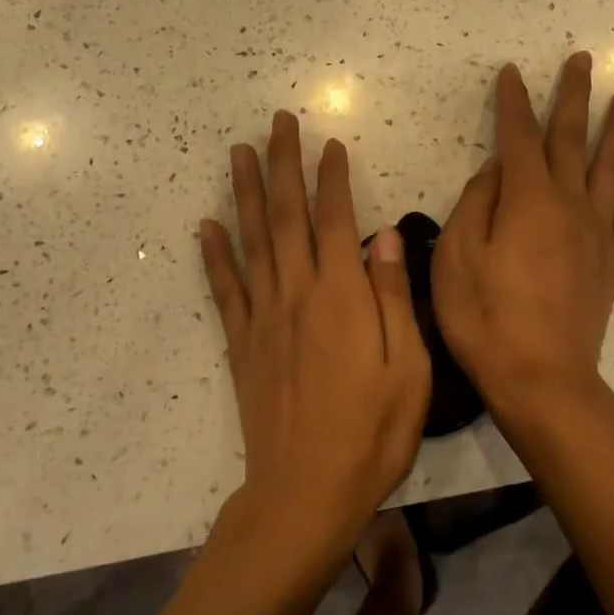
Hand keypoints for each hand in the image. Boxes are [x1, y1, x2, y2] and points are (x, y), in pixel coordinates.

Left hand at [200, 112, 431, 555]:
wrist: (305, 492)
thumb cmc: (371, 432)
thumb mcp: (408, 367)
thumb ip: (393, 295)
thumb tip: (383, 234)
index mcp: (342, 295)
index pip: (334, 219)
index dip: (331, 177)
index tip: (329, 143)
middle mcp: (297, 293)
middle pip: (286, 215)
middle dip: (283, 164)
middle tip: (277, 122)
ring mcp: (263, 316)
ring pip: (252, 240)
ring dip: (245, 191)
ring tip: (239, 151)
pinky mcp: (242, 343)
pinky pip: (225, 288)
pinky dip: (213, 254)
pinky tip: (206, 224)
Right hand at [432, 53, 613, 422]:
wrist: (541, 379)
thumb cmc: (485, 318)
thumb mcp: (456, 256)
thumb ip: (476, 204)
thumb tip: (496, 170)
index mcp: (526, 198)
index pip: (518, 136)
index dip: (514, 102)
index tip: (512, 72)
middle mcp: (567, 203)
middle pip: (572, 139)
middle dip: (574, 97)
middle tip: (584, 59)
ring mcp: (596, 232)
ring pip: (611, 166)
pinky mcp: (611, 261)